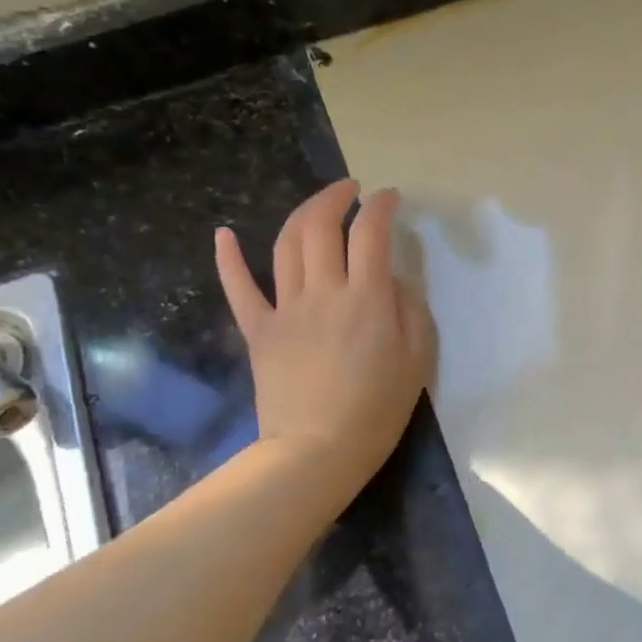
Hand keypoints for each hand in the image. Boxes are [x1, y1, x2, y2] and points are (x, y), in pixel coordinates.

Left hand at [215, 180, 436, 481]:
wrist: (317, 450)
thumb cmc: (378, 409)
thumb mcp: (418, 360)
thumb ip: (412, 311)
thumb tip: (395, 281)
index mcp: (366, 298)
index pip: (371, 233)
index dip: (380, 206)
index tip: (390, 197)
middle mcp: (323, 292)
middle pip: (320, 227)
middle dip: (335, 197)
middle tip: (351, 190)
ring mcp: (285, 309)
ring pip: (284, 245)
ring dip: (300, 215)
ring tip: (317, 206)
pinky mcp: (259, 331)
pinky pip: (239, 288)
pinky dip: (228, 258)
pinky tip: (223, 234)